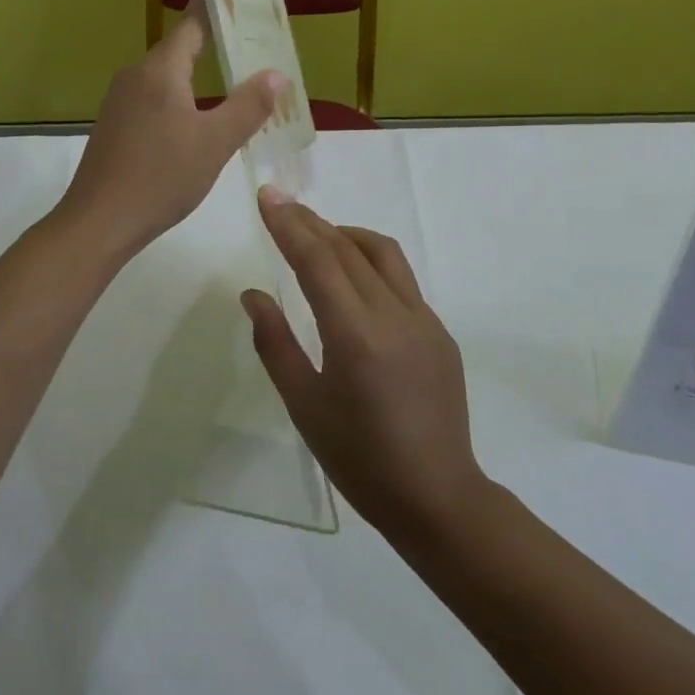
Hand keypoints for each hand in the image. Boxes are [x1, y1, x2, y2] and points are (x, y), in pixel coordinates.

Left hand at [55, 0, 284, 263]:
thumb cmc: (160, 177)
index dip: (215, 6)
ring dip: (198, 74)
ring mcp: (120, 101)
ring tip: (235, 80)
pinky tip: (197, 118)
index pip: (192, 24)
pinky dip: (180, 97)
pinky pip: (154, 98)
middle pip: (180, 48)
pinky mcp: (115, 125)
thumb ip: (248, 106)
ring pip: (167, 76)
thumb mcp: (215, 143)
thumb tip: (276, 74)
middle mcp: (136, 76)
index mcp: (160, 71)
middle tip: (253, 43)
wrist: (98, 221)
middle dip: (215, 43)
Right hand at [242, 190, 488, 541]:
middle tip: (280, 203)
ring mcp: (425, 321)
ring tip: (316, 236)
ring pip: (382, 253)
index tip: (267, 196)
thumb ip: (275, 343)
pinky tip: (353, 282)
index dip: (289, 225)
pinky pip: (401, 280)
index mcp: (356, 336)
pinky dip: (369, 262)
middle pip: (346, 249)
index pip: (318, 261)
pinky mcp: (440, 332)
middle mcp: (394, 316)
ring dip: (344, 234)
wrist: (438, 498)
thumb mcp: (304, 406)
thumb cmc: (360, 459)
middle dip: (309, 221)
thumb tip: (253, 294)